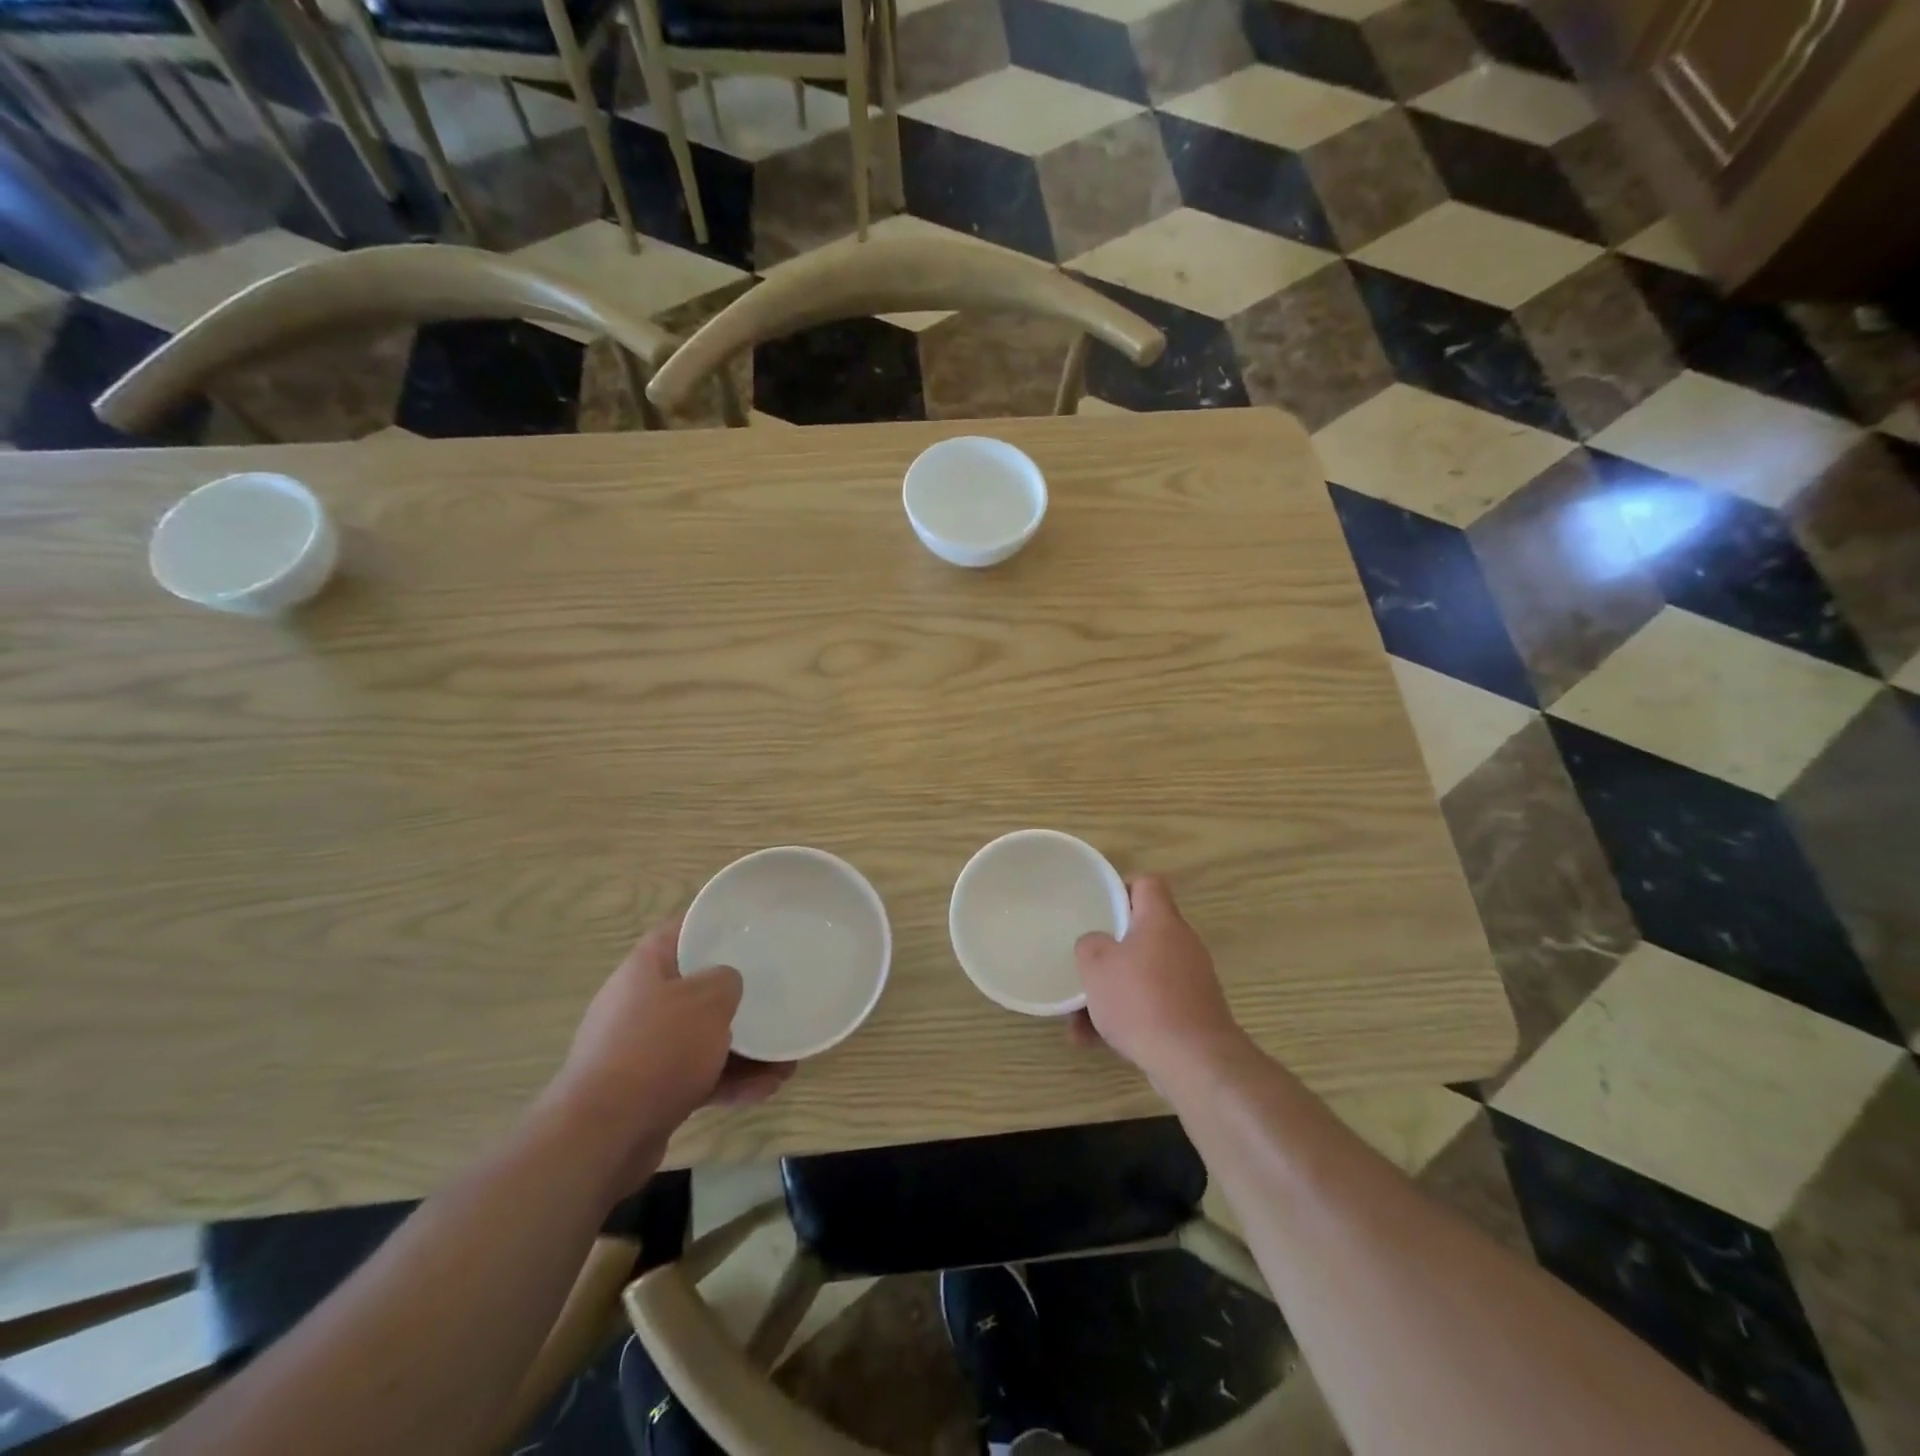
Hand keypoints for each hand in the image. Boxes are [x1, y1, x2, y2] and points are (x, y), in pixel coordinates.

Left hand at [549, 919, 792, 1187]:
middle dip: (737, 999)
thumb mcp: (707, 999)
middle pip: (696, 989)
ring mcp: (642, 1051)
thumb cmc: (657, 1049)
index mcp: (645, 968)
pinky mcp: (648, 1092)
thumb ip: (727, 980)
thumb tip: (728, 984)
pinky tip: (768, 1088)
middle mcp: (639, 1004)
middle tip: (774, 998)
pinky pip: (697, 1076)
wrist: (601, 1137)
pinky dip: (730, 1081)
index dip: (713, 928)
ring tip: (785, 1059)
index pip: (680, 932)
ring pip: (702, 1039)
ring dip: (744, 1048)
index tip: (749, 932)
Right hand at [1071, 876, 1249, 1088]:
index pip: (1148, 884)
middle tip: (1085, 964)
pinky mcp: (1192, 1013)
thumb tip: (1097, 945)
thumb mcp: (1097, 966)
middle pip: (1142, 933)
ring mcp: (1190, 980)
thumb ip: (1090, 945)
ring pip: (1142, 974)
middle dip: (1109, 951)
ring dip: (1111, 991)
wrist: (1195, 1062)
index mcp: (1160, 920)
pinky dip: (1127, 1017)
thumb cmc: (1141, 1001)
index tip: (1099, 907)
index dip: (1122, 888)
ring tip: (1077, 1020)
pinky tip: (1095, 1041)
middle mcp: (1181, 944)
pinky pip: (1152, 1004)